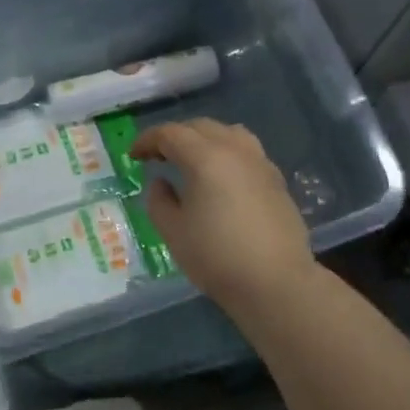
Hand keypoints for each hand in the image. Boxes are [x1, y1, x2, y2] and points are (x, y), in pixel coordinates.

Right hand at [132, 119, 314, 306]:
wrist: (276, 282)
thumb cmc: (216, 257)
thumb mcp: (173, 232)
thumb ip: (159, 201)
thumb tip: (161, 183)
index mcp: (205, 158)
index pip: (170, 134)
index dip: (147, 140)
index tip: (133, 155)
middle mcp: (235, 151)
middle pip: (200, 127)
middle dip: (175, 136)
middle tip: (157, 156)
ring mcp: (260, 163)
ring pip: (228, 133)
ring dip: (204, 139)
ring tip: (192, 160)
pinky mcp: (276, 181)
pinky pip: (247, 152)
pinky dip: (227, 153)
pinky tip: (221, 179)